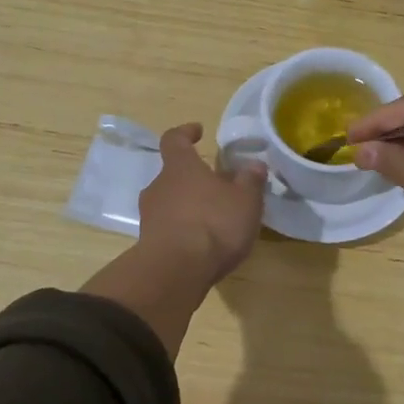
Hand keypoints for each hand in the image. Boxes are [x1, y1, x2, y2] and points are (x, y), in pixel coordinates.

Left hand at [138, 123, 267, 281]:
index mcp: (180, 167)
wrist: (176, 271)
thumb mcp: (246, 200)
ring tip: (215, 218)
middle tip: (218, 187)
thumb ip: (250, 181)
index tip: (198, 131)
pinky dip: (184, 230)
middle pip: (173, 175)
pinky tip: (203, 244)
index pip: (174, 140)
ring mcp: (150, 216)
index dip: (185, 133)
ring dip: (189, 206)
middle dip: (194, 179)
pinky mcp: (149, 243)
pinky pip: (168, 228)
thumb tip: (254, 165)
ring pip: (170, 202)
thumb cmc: (213, 224)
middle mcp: (159, 186)